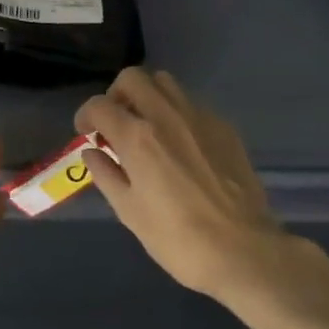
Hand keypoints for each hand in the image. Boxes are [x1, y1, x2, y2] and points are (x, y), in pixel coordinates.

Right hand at [75, 68, 316, 312]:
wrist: (244, 251)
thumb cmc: (177, 239)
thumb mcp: (129, 212)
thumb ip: (106, 175)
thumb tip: (93, 153)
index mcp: (137, 137)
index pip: (99, 105)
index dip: (85, 116)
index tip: (87, 133)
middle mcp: (167, 116)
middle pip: (133, 78)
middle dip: (116, 95)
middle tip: (116, 124)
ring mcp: (200, 118)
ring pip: (165, 83)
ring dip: (148, 97)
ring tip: (147, 129)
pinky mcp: (225, 128)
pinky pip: (192, 104)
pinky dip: (176, 114)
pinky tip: (180, 146)